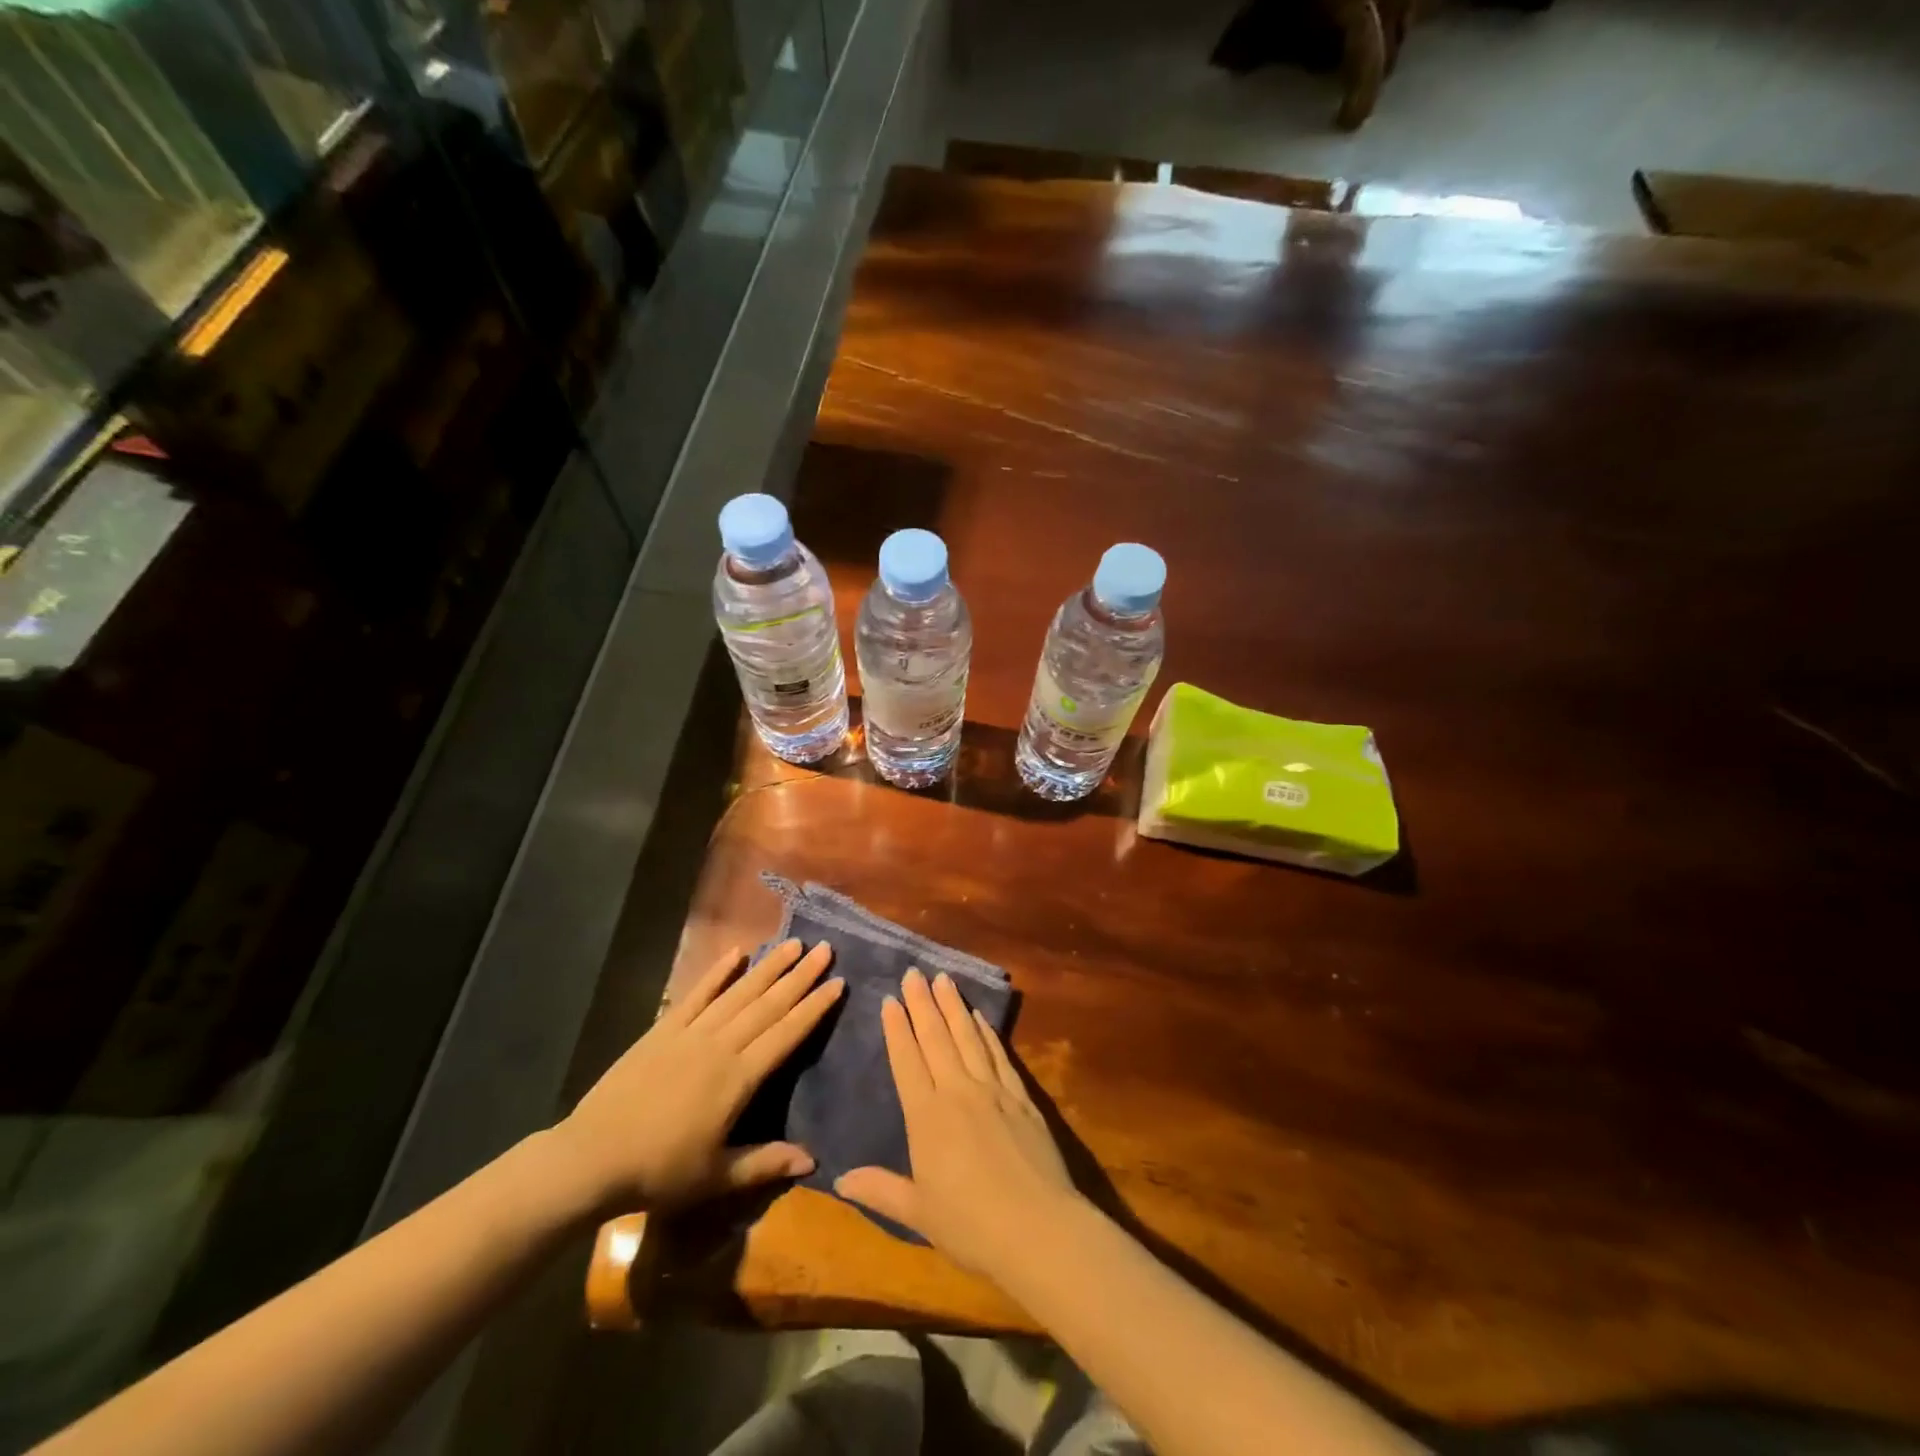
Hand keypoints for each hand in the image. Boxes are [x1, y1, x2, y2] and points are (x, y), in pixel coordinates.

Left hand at [552, 940, 841, 1215]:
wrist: (591, 1158)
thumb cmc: (658, 1172)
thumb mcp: (716, 1177)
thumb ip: (765, 1162)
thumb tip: (812, 1159)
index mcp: (738, 1079)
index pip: (786, 1035)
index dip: (813, 1008)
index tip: (838, 982)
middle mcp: (720, 1046)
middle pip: (768, 1005)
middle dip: (800, 976)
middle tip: (826, 949)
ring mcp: (690, 1033)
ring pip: (738, 993)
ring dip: (768, 968)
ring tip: (793, 944)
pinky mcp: (663, 1030)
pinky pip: (697, 995)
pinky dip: (717, 973)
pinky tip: (736, 953)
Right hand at [837, 968, 1080, 1278]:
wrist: (1039, 1229)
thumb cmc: (971, 1226)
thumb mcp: (918, 1213)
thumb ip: (880, 1190)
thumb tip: (839, 1180)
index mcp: (927, 1117)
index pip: (907, 1061)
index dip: (898, 1029)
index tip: (890, 1000)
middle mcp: (958, 1091)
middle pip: (936, 1038)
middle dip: (923, 1003)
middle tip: (914, 972)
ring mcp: (993, 1090)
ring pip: (968, 1037)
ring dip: (954, 1006)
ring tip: (943, 979)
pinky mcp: (1021, 1096)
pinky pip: (999, 1054)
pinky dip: (987, 1032)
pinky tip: (979, 1016)